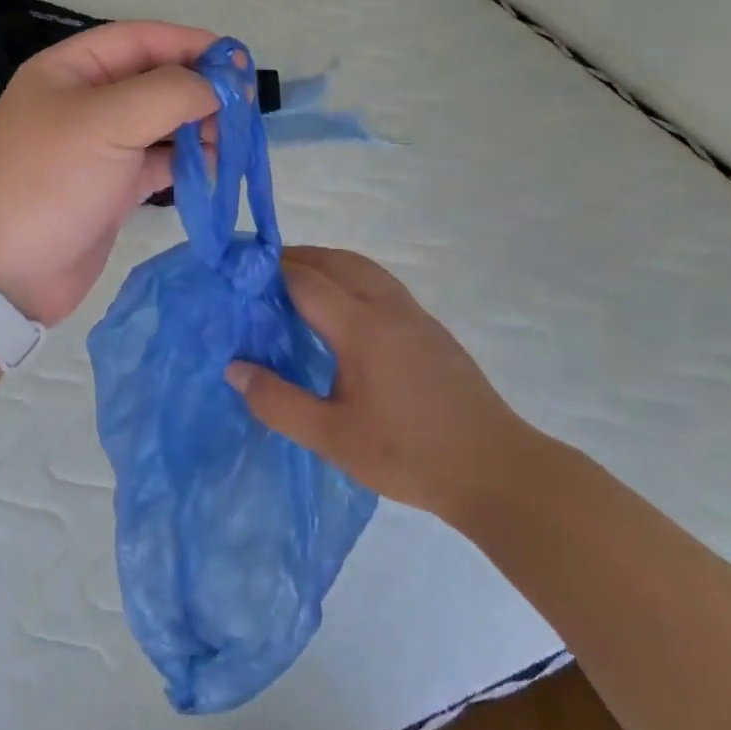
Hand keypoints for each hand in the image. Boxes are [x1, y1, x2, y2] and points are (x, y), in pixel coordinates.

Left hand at [0, 21, 218, 325]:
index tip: (237, 60)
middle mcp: (84, 102)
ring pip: (160, 122)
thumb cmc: (51, 181)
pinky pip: (158, 161)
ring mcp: (99, 146)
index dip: (189, 43)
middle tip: (242, 106)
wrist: (8, 271)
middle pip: (153, 79)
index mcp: (69, 70)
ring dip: (197, 126)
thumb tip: (218, 86)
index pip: (138, 39)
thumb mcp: (107, 122)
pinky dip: (187, 161)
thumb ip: (168, 92)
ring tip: (230, 140)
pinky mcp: (112, 186)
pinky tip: (213, 168)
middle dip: (198, 88)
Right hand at [227, 248, 546, 524]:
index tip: (237, 276)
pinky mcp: (431, 329)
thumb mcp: (333, 439)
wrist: (497, 471)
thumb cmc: (409, 455)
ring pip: (363, 269)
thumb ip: (279, 402)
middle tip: (260, 277)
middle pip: (336, 261)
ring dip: (326, 265)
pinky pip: (381, 285)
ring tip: (294, 287)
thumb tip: (234, 368)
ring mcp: (414, 315)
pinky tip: (340, 315)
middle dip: (296, 259)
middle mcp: (388, 307)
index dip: (268, 272)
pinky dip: (350, 280)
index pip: (305, 280)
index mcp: (362, 327)